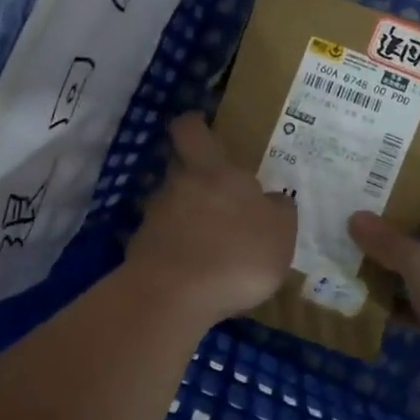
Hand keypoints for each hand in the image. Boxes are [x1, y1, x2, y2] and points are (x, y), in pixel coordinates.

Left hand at [127, 112, 295, 324]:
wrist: (174, 295)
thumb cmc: (236, 254)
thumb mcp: (280, 232)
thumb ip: (278, 210)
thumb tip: (271, 200)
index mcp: (213, 170)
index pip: (191, 130)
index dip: (193, 124)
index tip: (201, 125)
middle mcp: (178, 185)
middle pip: (178, 166)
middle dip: (193, 174)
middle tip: (215, 192)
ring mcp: (154, 217)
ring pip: (169, 204)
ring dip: (184, 216)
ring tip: (207, 241)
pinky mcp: (140, 249)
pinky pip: (161, 240)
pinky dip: (174, 248)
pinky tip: (191, 270)